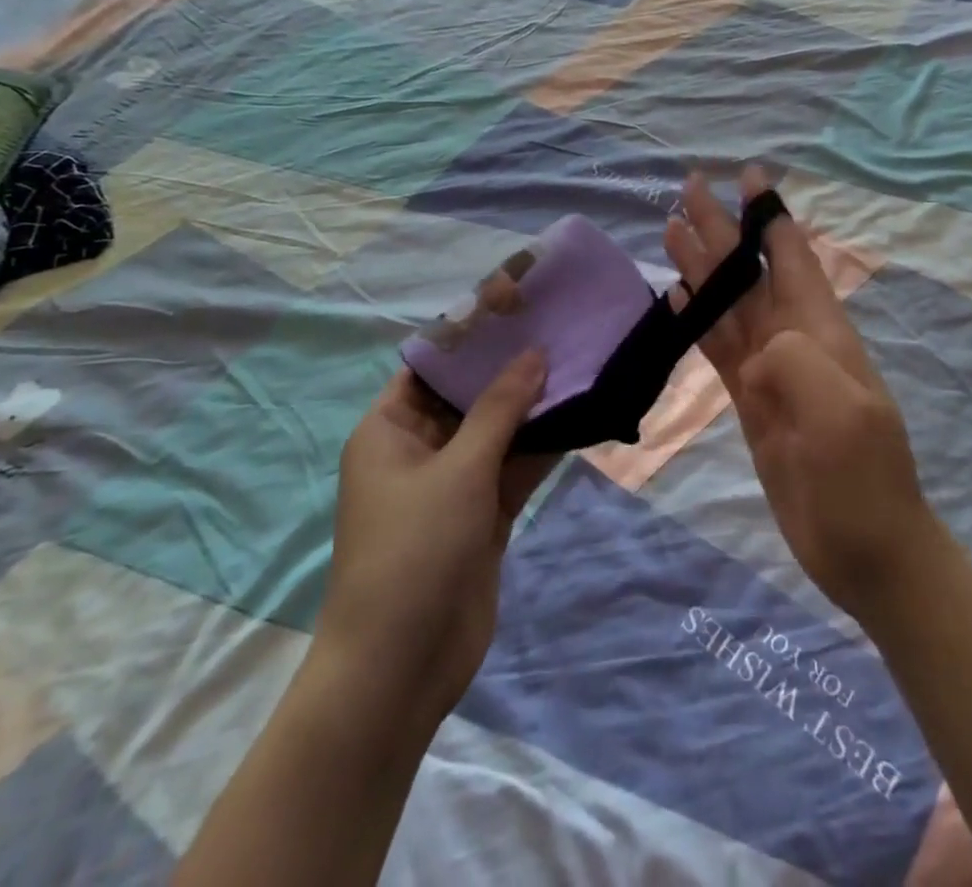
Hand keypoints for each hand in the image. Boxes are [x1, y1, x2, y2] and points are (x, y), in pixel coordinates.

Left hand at [316, 353, 558, 721]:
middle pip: (469, 395)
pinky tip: (581, 415)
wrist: (401, 667)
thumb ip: (500, 409)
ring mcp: (454, 483)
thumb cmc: (413, 550)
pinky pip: (515, 467)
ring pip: (499, 430)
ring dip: (534, 405)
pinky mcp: (483, 514)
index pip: (430, 365)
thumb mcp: (457, 469)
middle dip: (511, 366)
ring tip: (580, 361)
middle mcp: (420, 449)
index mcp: (390, 430)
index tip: (516, 303)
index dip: (470, 333)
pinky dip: (543, 445)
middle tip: (559, 327)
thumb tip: (535, 354)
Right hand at [663, 170, 940, 621]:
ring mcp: (771, 371)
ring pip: (728, 304)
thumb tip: (757, 347)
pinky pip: (720, 348)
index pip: (790, 257)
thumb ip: (798, 365)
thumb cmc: (862, 480)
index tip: (748, 176)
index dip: (769, 216)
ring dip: (702, 267)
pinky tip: (678, 298)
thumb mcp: (840, 416)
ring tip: (671, 229)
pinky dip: (698, 319)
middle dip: (722, 230)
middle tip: (688, 188)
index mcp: (821, 331)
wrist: (865, 548)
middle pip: (748, 272)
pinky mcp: (751, 401)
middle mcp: (794, 339)